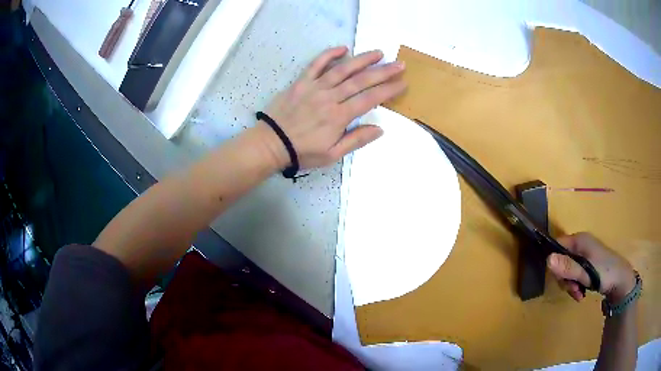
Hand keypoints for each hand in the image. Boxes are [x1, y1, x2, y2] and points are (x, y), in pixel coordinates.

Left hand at [259, 46, 405, 168]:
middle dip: (383, 72)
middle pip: (361, 81)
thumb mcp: (332, 154)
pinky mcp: (301, 82)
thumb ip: (356, 140)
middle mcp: (330, 97)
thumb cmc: (303, 151)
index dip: (388, 90)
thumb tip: (380, 129)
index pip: (370, 99)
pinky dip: (329, 55)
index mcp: (339, 116)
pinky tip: (343, 48)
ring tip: (378, 53)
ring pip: (342, 69)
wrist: (271, 144)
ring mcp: (315, 87)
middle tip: (399, 64)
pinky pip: (316, 64)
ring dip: (362, 59)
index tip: (402, 83)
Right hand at [547, 232, 635, 302]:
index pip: (557, 246)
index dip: (555, 263)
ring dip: (570, 285)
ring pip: (567, 270)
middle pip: (561, 261)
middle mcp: (581, 244)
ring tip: (579, 294)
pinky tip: (581, 293)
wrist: (621, 281)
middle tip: (573, 290)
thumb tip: (547, 260)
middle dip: (565, 279)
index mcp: (580, 240)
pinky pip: (575, 275)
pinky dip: (576, 286)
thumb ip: (568, 267)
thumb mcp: (586, 273)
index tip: (561, 280)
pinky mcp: (588, 265)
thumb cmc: (605, 273)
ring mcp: (585, 255)